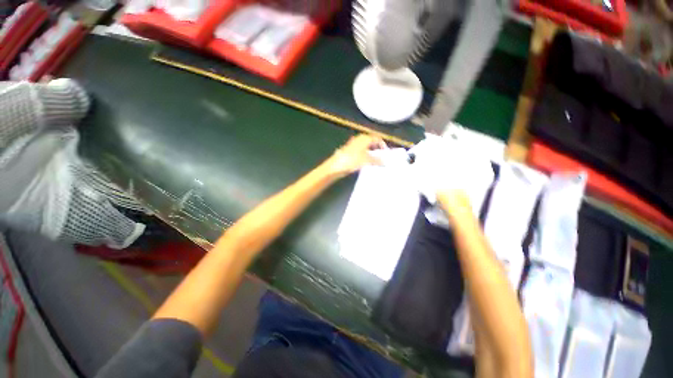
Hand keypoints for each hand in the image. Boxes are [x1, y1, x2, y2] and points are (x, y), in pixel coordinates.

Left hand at [325, 134, 386, 177]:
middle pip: (370, 142)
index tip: (386, 152)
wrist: (336, 166)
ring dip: (370, 153)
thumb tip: (385, 162)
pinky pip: (360, 152)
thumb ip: (377, 161)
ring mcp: (352, 145)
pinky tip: (364, 163)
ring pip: (365, 147)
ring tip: (375, 161)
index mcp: (364, 138)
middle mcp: (358, 139)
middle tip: (381, 156)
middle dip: (376, 148)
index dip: (382, 144)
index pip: (376, 138)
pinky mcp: (348, 151)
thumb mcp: (366, 160)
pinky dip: (364, 156)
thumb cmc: (352, 160)